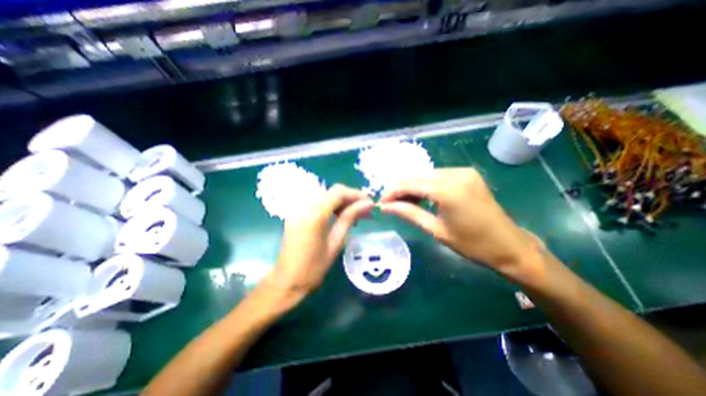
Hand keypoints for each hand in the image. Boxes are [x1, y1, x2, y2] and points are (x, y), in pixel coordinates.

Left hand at [266, 184, 374, 300]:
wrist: (287, 280)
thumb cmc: (314, 267)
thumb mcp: (336, 242)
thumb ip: (350, 218)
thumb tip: (368, 204)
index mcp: (314, 214)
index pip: (338, 192)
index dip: (356, 194)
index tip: (369, 202)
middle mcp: (304, 205)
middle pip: (332, 191)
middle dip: (350, 197)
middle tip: (364, 210)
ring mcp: (297, 207)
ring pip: (326, 194)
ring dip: (341, 201)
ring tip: (354, 214)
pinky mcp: (295, 211)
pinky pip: (317, 201)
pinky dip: (330, 204)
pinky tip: (338, 214)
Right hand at [380, 169, 540, 279]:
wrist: (510, 245)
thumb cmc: (472, 244)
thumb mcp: (436, 230)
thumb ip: (409, 213)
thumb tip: (385, 207)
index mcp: (447, 190)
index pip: (409, 184)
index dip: (392, 192)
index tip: (381, 203)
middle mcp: (455, 174)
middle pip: (416, 176)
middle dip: (400, 189)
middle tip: (391, 204)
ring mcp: (463, 171)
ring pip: (426, 174)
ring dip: (412, 186)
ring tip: (405, 203)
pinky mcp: (467, 174)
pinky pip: (438, 175)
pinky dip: (426, 185)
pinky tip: (423, 197)